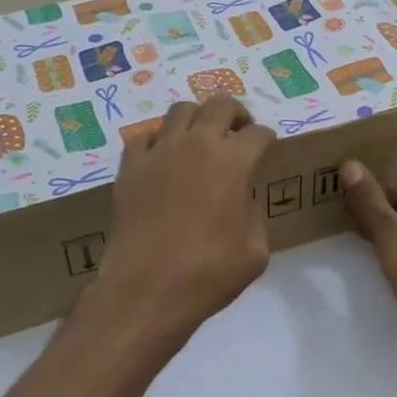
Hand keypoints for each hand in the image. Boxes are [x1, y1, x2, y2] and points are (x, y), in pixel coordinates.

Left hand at [95, 98, 276, 350]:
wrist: (146, 291)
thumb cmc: (208, 274)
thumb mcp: (255, 252)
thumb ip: (254, 214)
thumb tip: (242, 199)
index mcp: (234, 162)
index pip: (259, 133)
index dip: (267, 141)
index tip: (266, 151)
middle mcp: (197, 145)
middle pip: (221, 105)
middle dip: (236, 115)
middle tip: (238, 133)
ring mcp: (159, 152)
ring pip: (181, 111)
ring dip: (197, 119)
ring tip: (200, 140)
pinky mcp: (130, 167)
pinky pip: (144, 137)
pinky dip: (158, 142)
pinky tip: (163, 161)